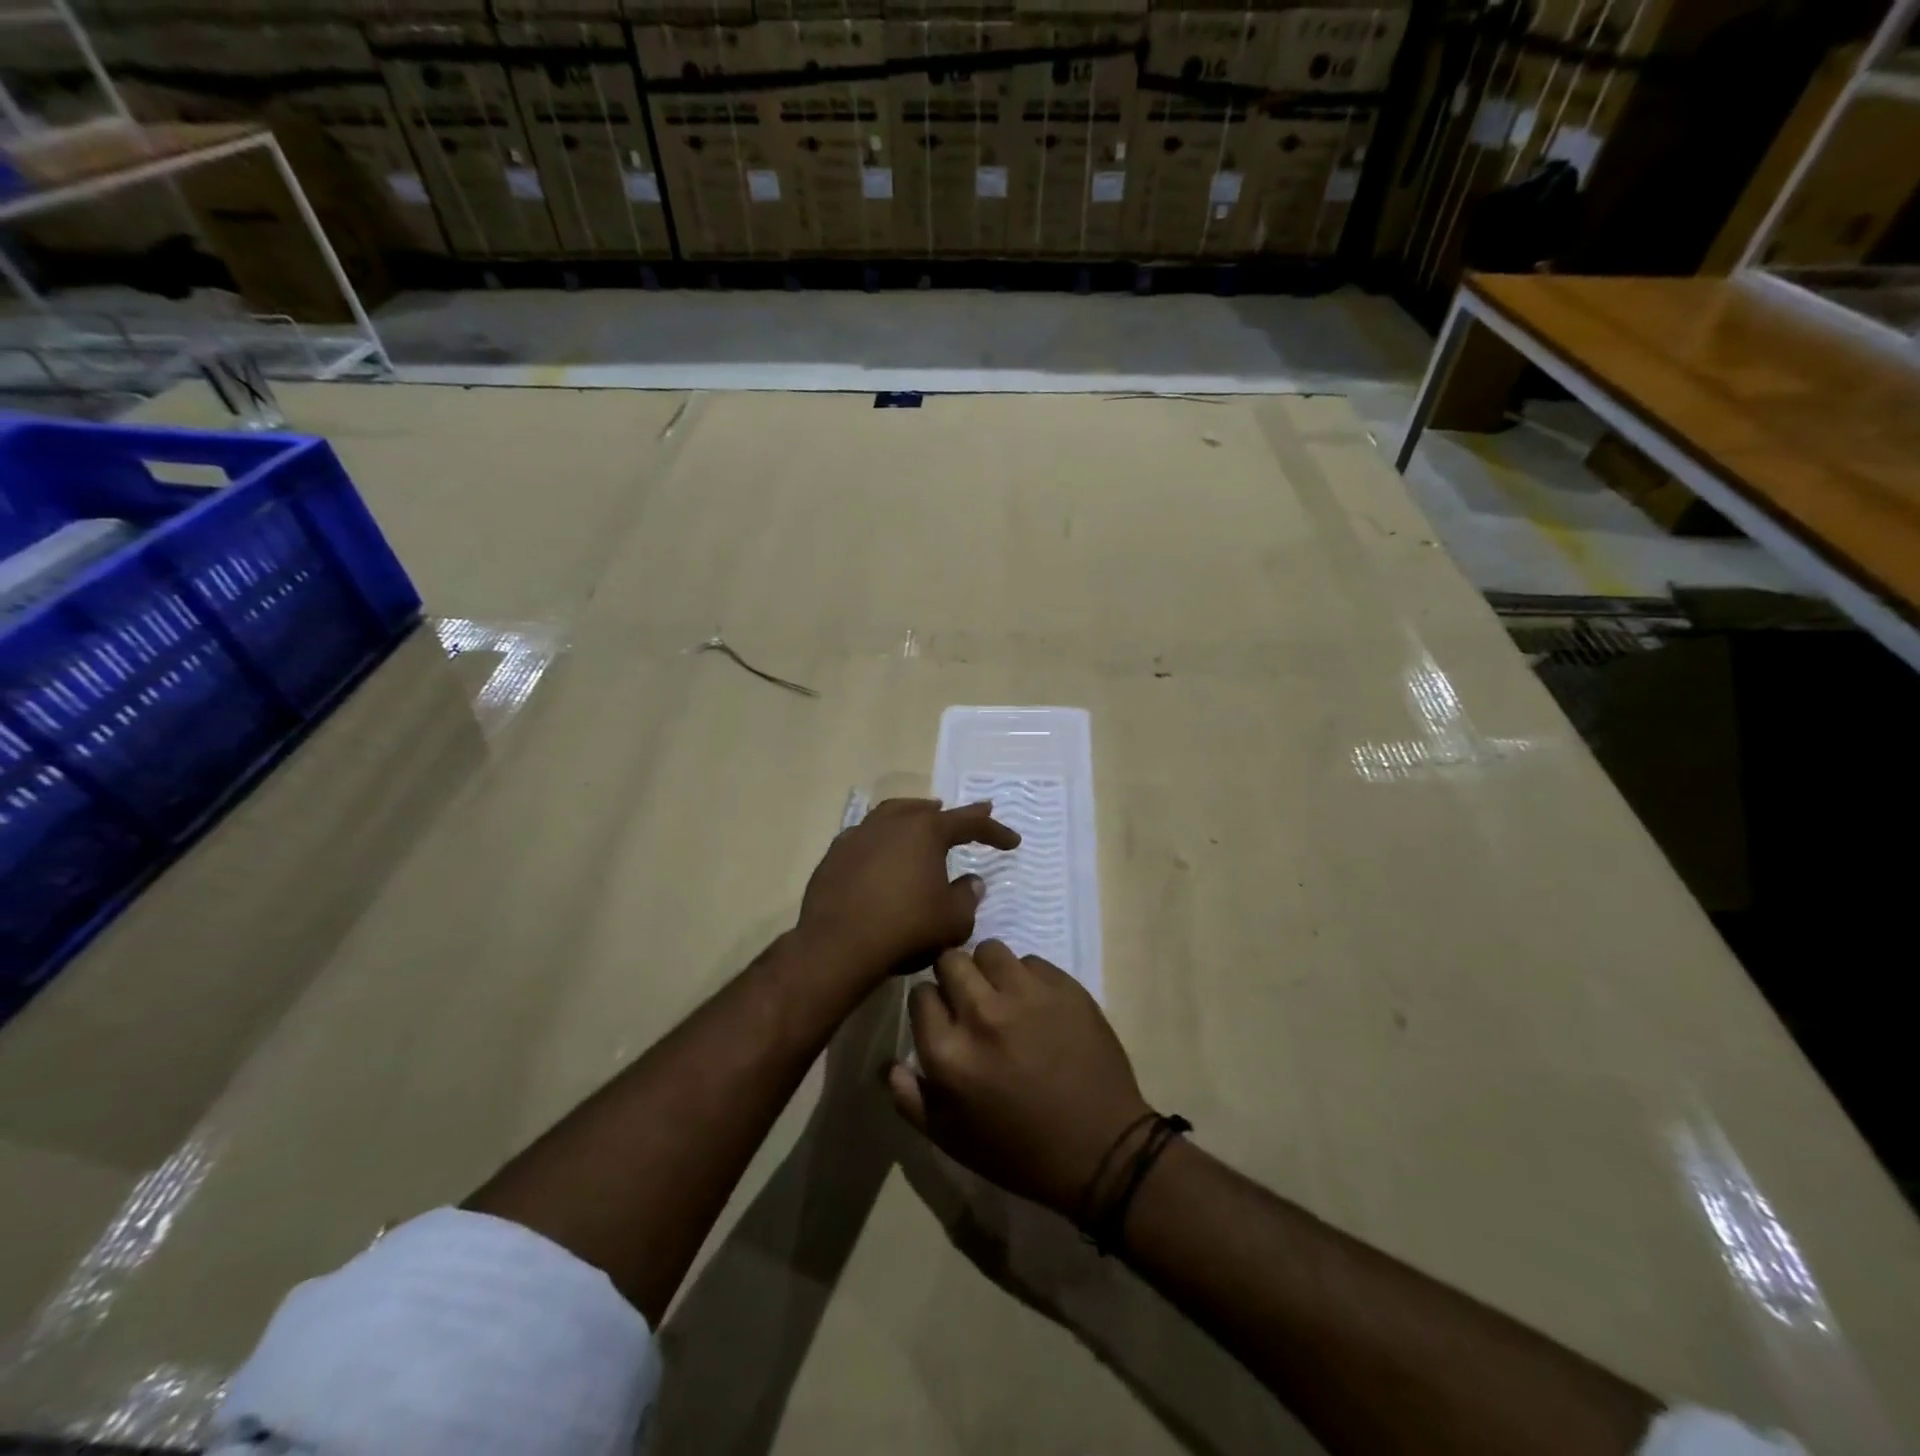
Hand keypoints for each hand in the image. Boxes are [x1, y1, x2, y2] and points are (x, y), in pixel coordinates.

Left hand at [798, 798, 1019, 983]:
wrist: (837, 946)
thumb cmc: (904, 929)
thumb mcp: (952, 920)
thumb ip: (967, 897)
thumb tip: (971, 882)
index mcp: (925, 832)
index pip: (968, 823)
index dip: (994, 831)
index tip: (1013, 841)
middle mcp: (892, 823)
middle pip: (927, 811)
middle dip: (952, 816)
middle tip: (969, 818)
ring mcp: (858, 836)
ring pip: (892, 815)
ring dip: (913, 815)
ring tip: (924, 818)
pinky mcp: (835, 855)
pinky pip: (866, 837)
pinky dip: (882, 839)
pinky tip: (883, 851)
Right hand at [888, 941, 1153, 1216]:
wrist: (1102, 1149)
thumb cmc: (1020, 1152)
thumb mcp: (953, 1140)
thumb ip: (911, 1100)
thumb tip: (889, 1065)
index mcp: (949, 1053)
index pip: (920, 995)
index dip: (930, 1004)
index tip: (943, 1017)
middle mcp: (982, 1013)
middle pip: (950, 960)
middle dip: (954, 976)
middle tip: (971, 1000)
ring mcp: (1025, 994)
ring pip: (990, 950)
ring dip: (990, 970)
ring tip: (1004, 995)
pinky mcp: (1063, 985)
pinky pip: (1031, 961)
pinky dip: (1028, 978)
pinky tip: (1038, 1005)